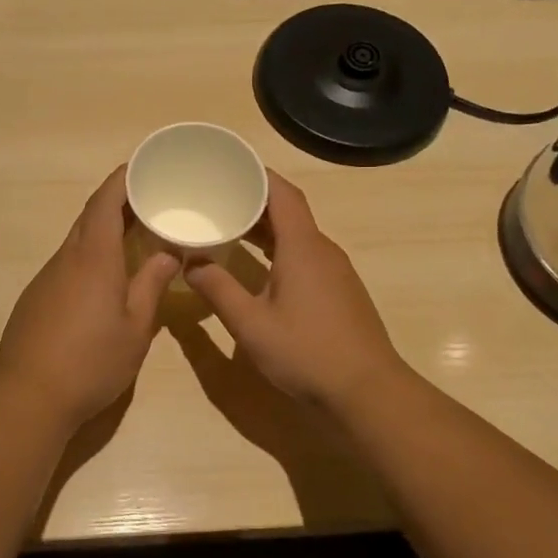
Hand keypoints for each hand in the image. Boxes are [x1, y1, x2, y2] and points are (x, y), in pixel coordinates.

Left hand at [0, 167, 179, 428]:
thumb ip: (151, 285)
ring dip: (102, 233)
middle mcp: (65, 259)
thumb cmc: (92, 362)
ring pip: (77, 243)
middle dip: (117, 204)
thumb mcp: (135, 328)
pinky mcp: (34, 300)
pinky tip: (102, 282)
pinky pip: (66, 266)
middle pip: (89, 218)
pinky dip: (88, 259)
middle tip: (148, 204)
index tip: (142, 168)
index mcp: (93, 258)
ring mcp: (45, 279)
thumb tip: (167, 253)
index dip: (122, 180)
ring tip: (132, 240)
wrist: (30, 397)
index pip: (105, 202)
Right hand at [184, 170, 407, 410]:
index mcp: (302, 247)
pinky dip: (278, 250)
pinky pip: (305, 256)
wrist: (366, 391)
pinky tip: (258, 267)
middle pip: (289, 211)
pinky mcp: (339, 291)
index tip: (227, 166)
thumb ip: (218, 289)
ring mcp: (335, 271)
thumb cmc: (306, 353)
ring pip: (297, 235)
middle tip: (216, 198)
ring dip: (265, 228)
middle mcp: (322, 250)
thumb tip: (191, 262)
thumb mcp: (250, 324)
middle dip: (254, 200)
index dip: (257, 174)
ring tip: (229, 228)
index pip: (282, 193)